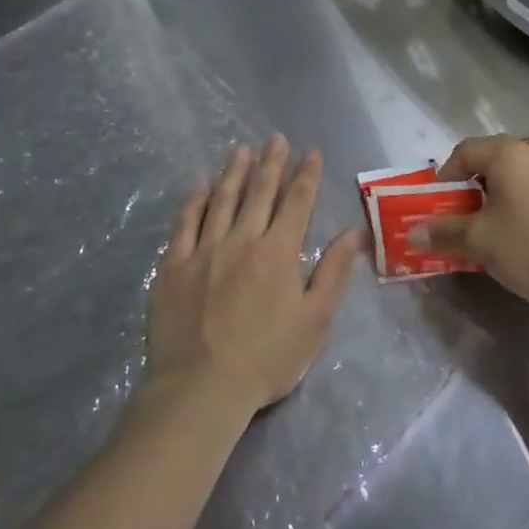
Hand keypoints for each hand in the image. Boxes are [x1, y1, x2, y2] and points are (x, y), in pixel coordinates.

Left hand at [147, 138, 361, 416]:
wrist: (200, 390)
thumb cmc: (266, 359)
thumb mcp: (314, 320)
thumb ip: (334, 272)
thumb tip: (354, 232)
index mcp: (278, 252)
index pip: (296, 202)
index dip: (305, 175)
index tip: (311, 152)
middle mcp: (242, 240)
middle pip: (259, 192)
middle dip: (271, 163)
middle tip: (275, 138)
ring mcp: (203, 251)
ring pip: (222, 200)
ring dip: (234, 172)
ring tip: (241, 149)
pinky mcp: (173, 267)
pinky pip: (184, 224)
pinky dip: (194, 200)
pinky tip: (200, 185)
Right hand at [411, 135, 528, 313]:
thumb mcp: (480, 241)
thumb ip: (443, 232)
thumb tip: (411, 232)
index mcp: (507, 154)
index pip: (463, 151)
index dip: (443, 177)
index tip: (435, 206)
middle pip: (487, 162)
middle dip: (465, 190)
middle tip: (454, 220)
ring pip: (510, 181)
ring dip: (489, 202)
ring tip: (481, 234)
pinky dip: (512, 210)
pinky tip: (513, 241)